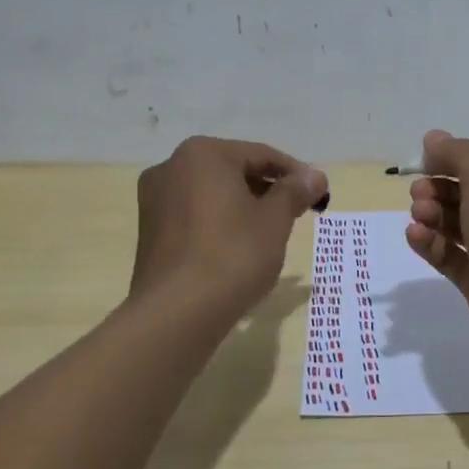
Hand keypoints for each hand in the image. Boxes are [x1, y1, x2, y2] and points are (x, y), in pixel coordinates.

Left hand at [132, 136, 329, 306]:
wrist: (177, 313)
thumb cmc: (233, 254)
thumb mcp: (275, 220)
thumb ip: (295, 191)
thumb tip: (315, 176)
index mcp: (202, 154)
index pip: (261, 155)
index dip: (296, 174)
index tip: (319, 193)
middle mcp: (171, 167)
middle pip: (234, 171)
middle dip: (269, 190)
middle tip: (299, 213)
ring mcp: (155, 201)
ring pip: (213, 194)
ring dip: (245, 207)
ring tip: (272, 233)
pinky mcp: (150, 232)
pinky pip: (195, 216)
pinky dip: (221, 223)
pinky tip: (240, 248)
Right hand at [405, 130, 468, 372]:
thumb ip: (457, 154)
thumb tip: (433, 138)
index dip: (458, 160)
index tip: (428, 161)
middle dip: (440, 189)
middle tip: (418, 192)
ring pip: (459, 226)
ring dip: (434, 216)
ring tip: (418, 215)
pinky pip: (453, 257)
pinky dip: (434, 244)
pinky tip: (415, 236)